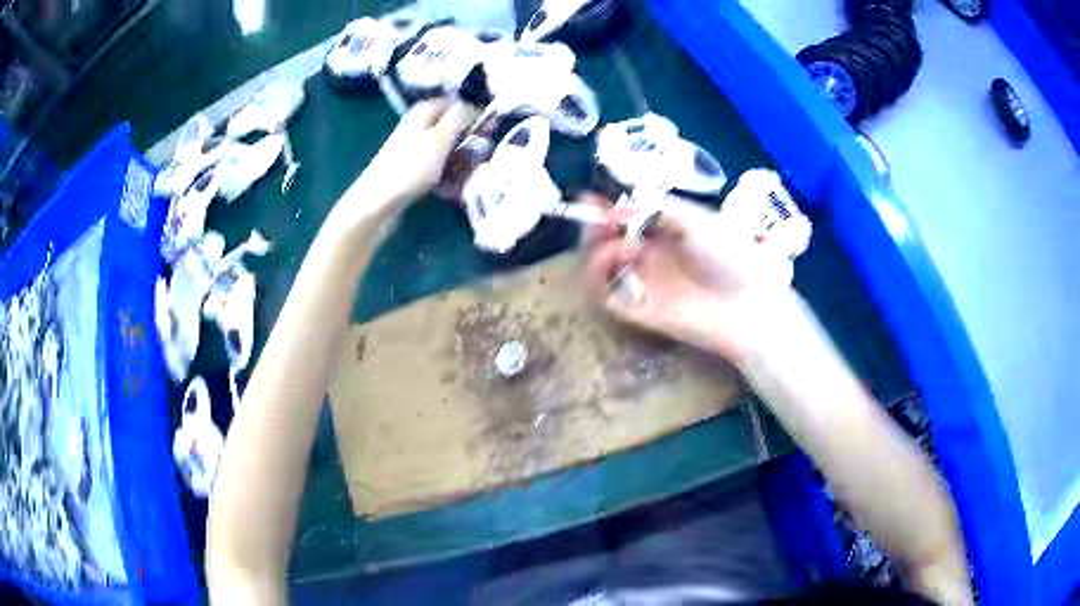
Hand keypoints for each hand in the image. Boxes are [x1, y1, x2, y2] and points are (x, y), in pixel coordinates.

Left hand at [351, 99, 480, 210]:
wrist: (377, 202)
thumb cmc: (410, 167)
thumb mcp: (440, 137)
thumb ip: (459, 117)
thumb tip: (474, 104)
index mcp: (424, 113)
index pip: (457, 105)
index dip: (475, 115)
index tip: (490, 130)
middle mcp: (419, 127)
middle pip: (454, 130)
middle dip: (470, 143)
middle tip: (481, 157)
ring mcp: (415, 150)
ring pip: (448, 151)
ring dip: (462, 163)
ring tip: (469, 177)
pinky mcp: (412, 171)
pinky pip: (438, 169)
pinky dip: (448, 178)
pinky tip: (453, 190)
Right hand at [582, 195, 797, 363]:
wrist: (747, 305)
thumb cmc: (730, 256)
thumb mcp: (697, 219)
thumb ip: (659, 208)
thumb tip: (620, 207)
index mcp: (665, 235)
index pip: (624, 220)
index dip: (606, 208)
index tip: (594, 197)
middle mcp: (648, 257)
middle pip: (604, 241)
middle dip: (594, 225)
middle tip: (596, 216)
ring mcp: (640, 283)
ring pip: (598, 266)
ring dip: (596, 245)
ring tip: (615, 235)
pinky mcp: (635, 309)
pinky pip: (603, 291)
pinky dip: (599, 269)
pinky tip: (620, 253)